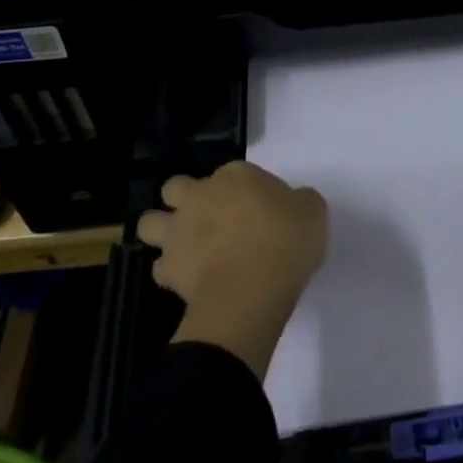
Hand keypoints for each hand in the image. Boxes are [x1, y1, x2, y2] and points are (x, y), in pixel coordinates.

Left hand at [137, 160, 327, 379]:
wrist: (251, 289)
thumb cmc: (286, 240)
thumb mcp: (312, 212)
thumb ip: (299, 202)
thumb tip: (293, 205)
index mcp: (236, 175)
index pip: (236, 173)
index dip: (246, 190)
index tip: (261, 210)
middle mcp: (200, 195)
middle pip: (176, 187)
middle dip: (185, 199)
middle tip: (209, 220)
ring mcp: (179, 231)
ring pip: (150, 223)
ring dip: (163, 231)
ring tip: (185, 247)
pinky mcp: (168, 269)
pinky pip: (161, 267)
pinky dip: (171, 273)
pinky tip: (190, 281)